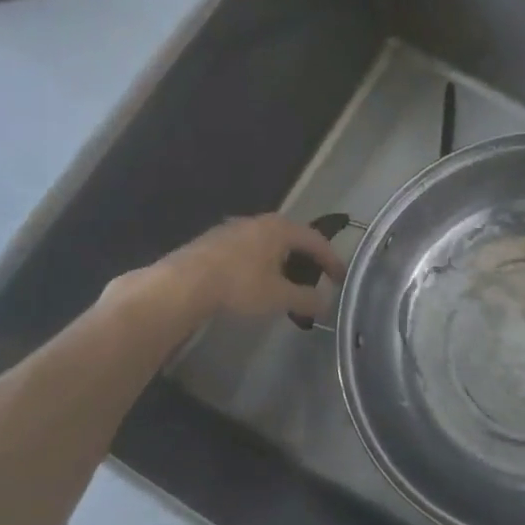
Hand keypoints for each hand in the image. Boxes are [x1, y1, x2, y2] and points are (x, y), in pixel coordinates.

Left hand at [151, 215, 346, 319]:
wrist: (183, 284)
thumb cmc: (239, 285)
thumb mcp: (280, 297)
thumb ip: (307, 299)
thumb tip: (326, 303)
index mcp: (280, 228)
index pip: (316, 240)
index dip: (332, 260)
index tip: (341, 278)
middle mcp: (259, 221)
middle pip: (292, 238)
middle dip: (306, 259)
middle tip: (315, 279)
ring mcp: (233, 228)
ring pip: (268, 243)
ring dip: (282, 262)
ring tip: (286, 283)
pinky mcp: (214, 241)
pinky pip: (249, 249)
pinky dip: (261, 263)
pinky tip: (256, 282)